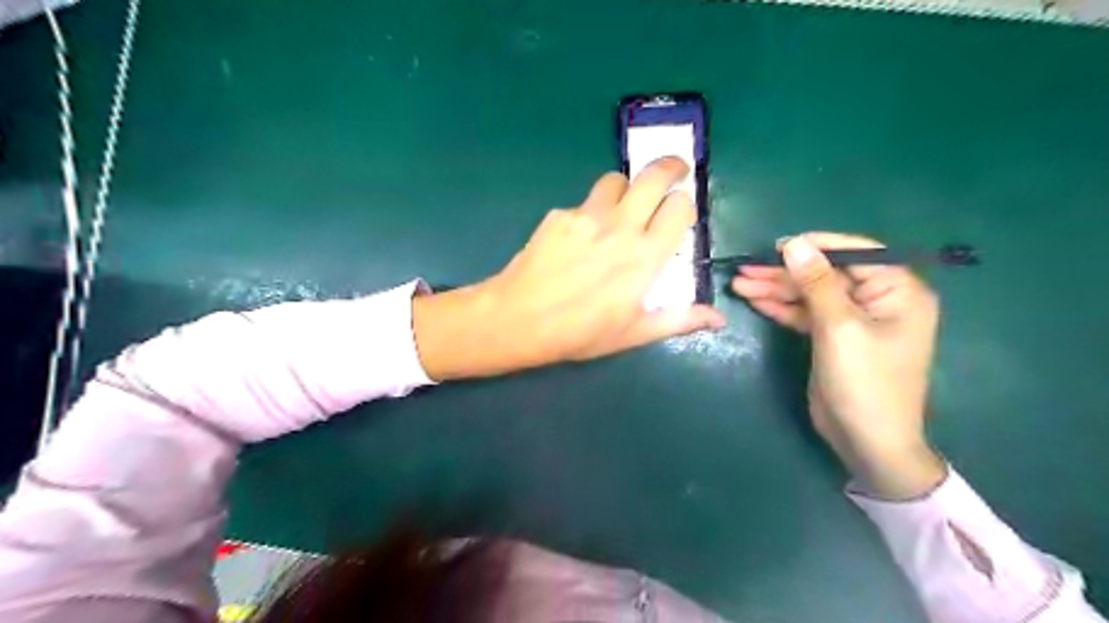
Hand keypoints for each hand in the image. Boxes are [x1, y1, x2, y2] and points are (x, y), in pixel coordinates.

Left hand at [411, 155, 724, 379]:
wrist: (518, 319)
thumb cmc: (579, 333)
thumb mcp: (633, 333)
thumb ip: (678, 320)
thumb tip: (718, 318)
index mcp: (645, 257)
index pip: (679, 208)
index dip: (684, 205)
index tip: (680, 213)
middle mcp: (620, 227)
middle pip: (654, 175)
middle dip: (670, 166)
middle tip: (674, 172)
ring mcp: (586, 216)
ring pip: (616, 180)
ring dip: (626, 188)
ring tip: (622, 207)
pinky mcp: (559, 215)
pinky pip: (583, 202)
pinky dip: (590, 212)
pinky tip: (579, 238)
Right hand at [734, 233, 949, 499]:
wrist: (867, 441)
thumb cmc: (864, 382)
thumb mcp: (839, 328)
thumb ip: (816, 283)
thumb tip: (795, 244)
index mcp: (897, 290)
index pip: (855, 252)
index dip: (815, 246)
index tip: (777, 246)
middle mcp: (877, 299)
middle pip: (825, 274)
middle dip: (785, 273)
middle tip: (745, 269)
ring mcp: (853, 319)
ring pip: (810, 293)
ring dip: (776, 289)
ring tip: (739, 284)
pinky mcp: (832, 336)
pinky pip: (805, 313)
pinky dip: (781, 307)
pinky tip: (754, 300)